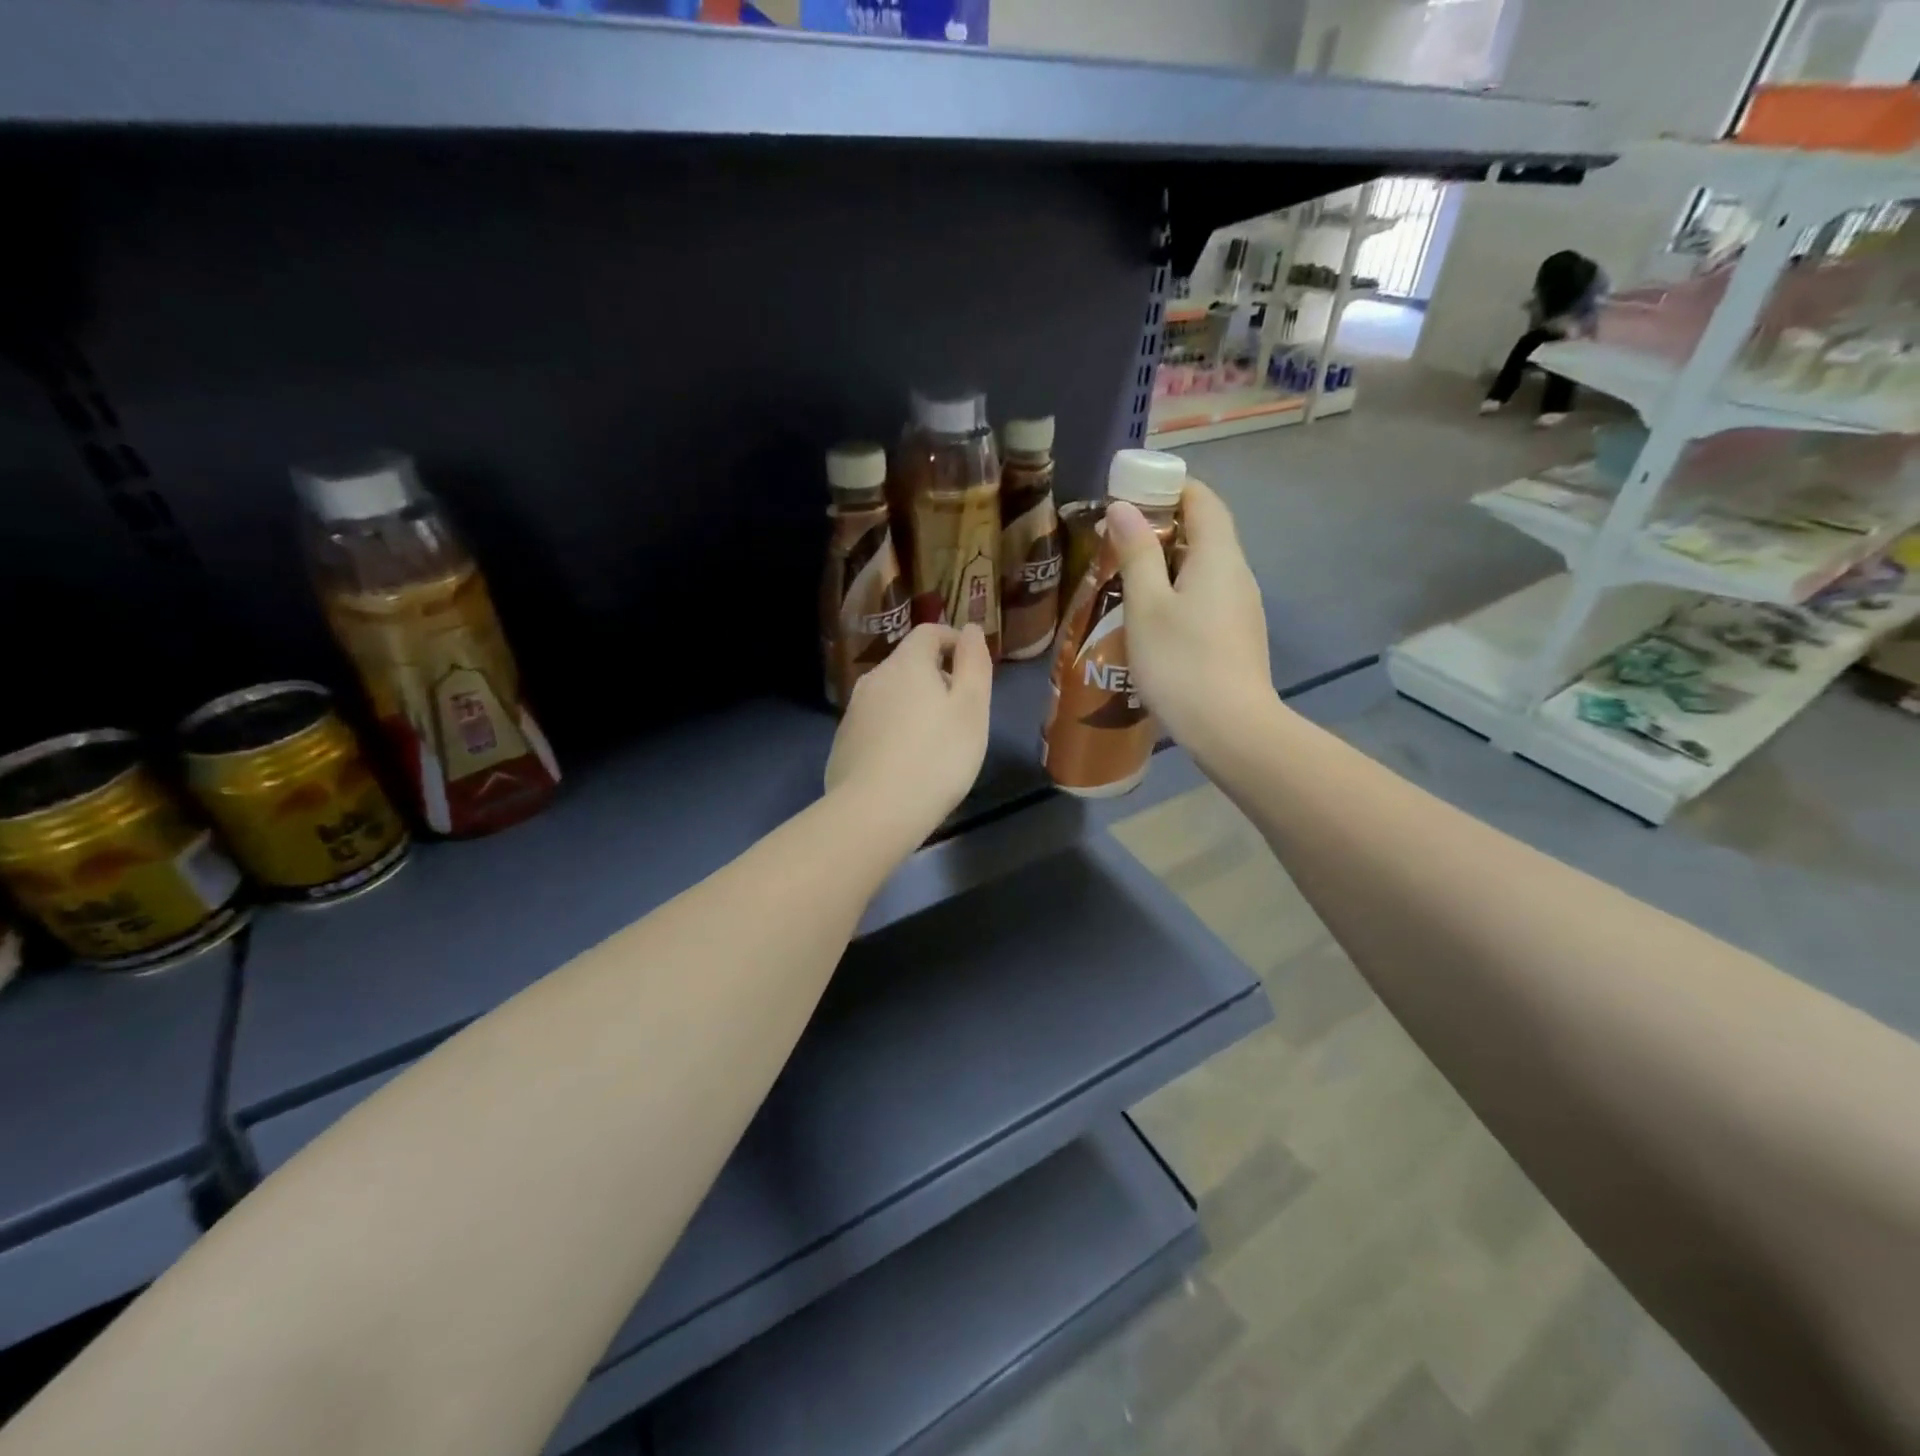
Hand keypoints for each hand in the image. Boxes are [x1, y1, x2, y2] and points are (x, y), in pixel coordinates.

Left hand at [825, 623, 991, 846]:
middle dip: (936, 678)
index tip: (973, 667)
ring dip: (914, 706)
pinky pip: (875, 724)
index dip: (954, 641)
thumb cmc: (937, 757)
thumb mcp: (972, 709)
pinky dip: (894, 731)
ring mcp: (853, 711)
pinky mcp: (843, 743)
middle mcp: (873, 678)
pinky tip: (906, 763)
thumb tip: (971, 629)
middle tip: (961, 713)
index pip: (929, 632)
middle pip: (909, 664)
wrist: (875, 812)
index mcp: (906, 664)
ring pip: (891, 695)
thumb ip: (974, 663)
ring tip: (935, 742)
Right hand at [1106, 480, 1274, 756]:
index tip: (1129, 494)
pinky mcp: (1236, 635)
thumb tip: (1123, 507)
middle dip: (1160, 526)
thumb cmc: (1182, 662)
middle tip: (1115, 540)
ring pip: (1203, 568)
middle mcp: (1237, 574)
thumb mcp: (1147, 605)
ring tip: (1124, 579)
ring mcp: (1241, 607)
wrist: (1231, 729)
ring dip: (1166, 563)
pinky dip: (1177, 592)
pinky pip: (1205, 596)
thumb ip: (1136, 552)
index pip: (1203, 499)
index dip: (1168, 487)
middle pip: (1204, 531)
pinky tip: (1150, 618)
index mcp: (1218, 556)